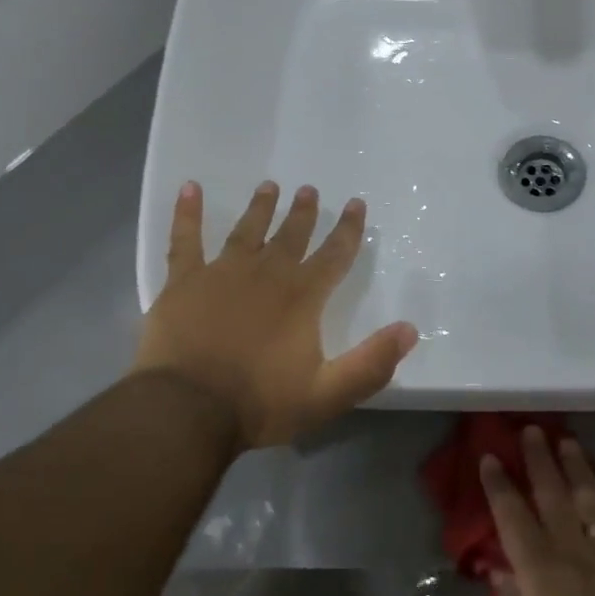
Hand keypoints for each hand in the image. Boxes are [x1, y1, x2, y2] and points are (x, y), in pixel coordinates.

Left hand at [132, 180, 418, 450]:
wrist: (188, 409)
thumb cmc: (260, 402)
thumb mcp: (328, 394)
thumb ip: (371, 363)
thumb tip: (410, 330)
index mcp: (302, 297)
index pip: (334, 255)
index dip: (348, 229)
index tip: (356, 204)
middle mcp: (267, 274)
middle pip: (291, 235)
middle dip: (304, 212)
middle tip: (309, 190)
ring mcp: (222, 273)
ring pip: (247, 230)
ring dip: (260, 208)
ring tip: (269, 186)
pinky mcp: (184, 282)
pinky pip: (186, 239)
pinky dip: (187, 213)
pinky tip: (189, 188)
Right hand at [482, 427, 594, 595]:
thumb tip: (498, 565)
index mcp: (537, 571)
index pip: (511, 515)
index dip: (498, 484)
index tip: (489, 457)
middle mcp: (571, 551)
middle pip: (551, 493)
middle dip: (538, 459)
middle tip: (530, 430)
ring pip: (588, 495)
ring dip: (575, 465)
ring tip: (565, 441)